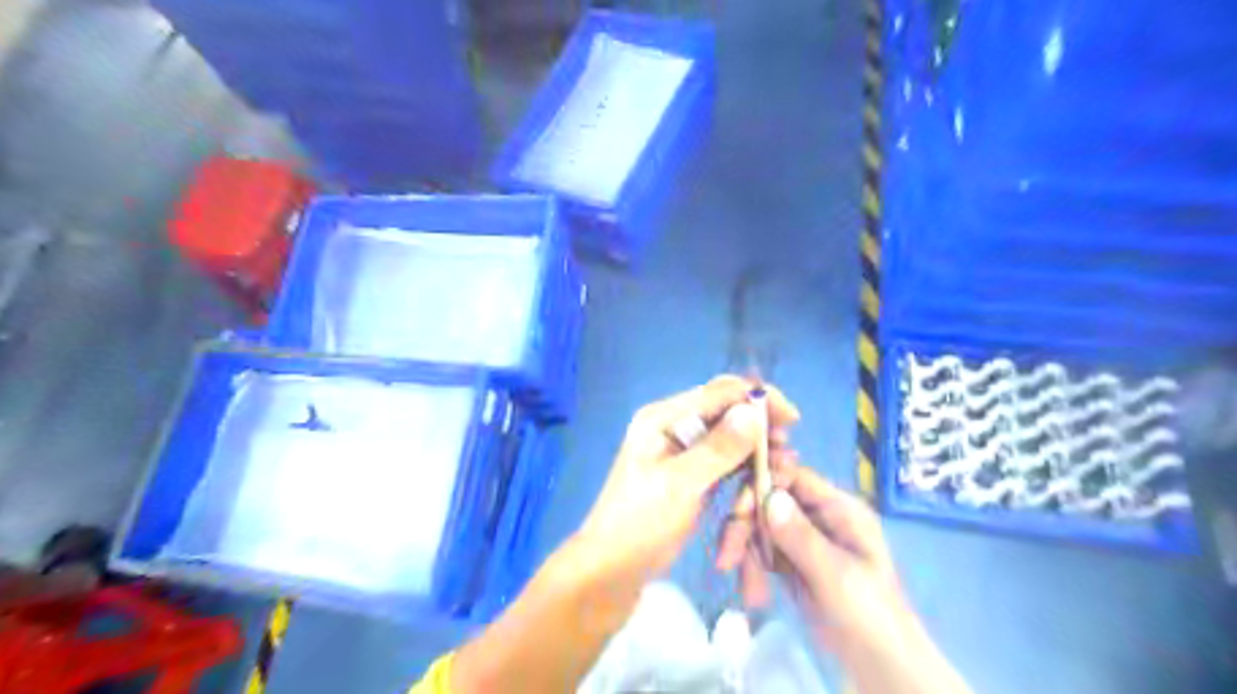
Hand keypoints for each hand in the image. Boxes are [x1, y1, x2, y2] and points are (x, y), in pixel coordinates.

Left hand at [577, 378, 803, 576]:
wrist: (611, 570)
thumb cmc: (640, 524)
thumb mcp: (681, 485)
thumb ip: (718, 448)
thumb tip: (752, 411)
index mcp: (663, 418)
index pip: (718, 392)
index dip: (757, 398)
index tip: (791, 420)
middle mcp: (673, 426)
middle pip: (726, 411)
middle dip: (759, 426)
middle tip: (786, 451)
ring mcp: (682, 451)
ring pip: (729, 437)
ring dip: (755, 449)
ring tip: (780, 468)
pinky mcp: (691, 474)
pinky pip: (725, 461)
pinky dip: (744, 467)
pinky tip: (762, 478)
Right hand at [715, 459, 974, 690]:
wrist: (883, 668)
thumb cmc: (870, 616)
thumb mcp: (836, 575)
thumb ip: (800, 535)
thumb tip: (768, 495)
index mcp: (839, 509)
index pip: (793, 476)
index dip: (763, 484)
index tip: (739, 510)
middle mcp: (819, 516)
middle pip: (770, 500)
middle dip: (746, 526)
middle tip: (727, 557)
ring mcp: (805, 539)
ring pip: (761, 526)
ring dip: (747, 553)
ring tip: (749, 592)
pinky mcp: (793, 562)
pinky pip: (763, 552)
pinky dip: (753, 569)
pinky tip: (754, 595)